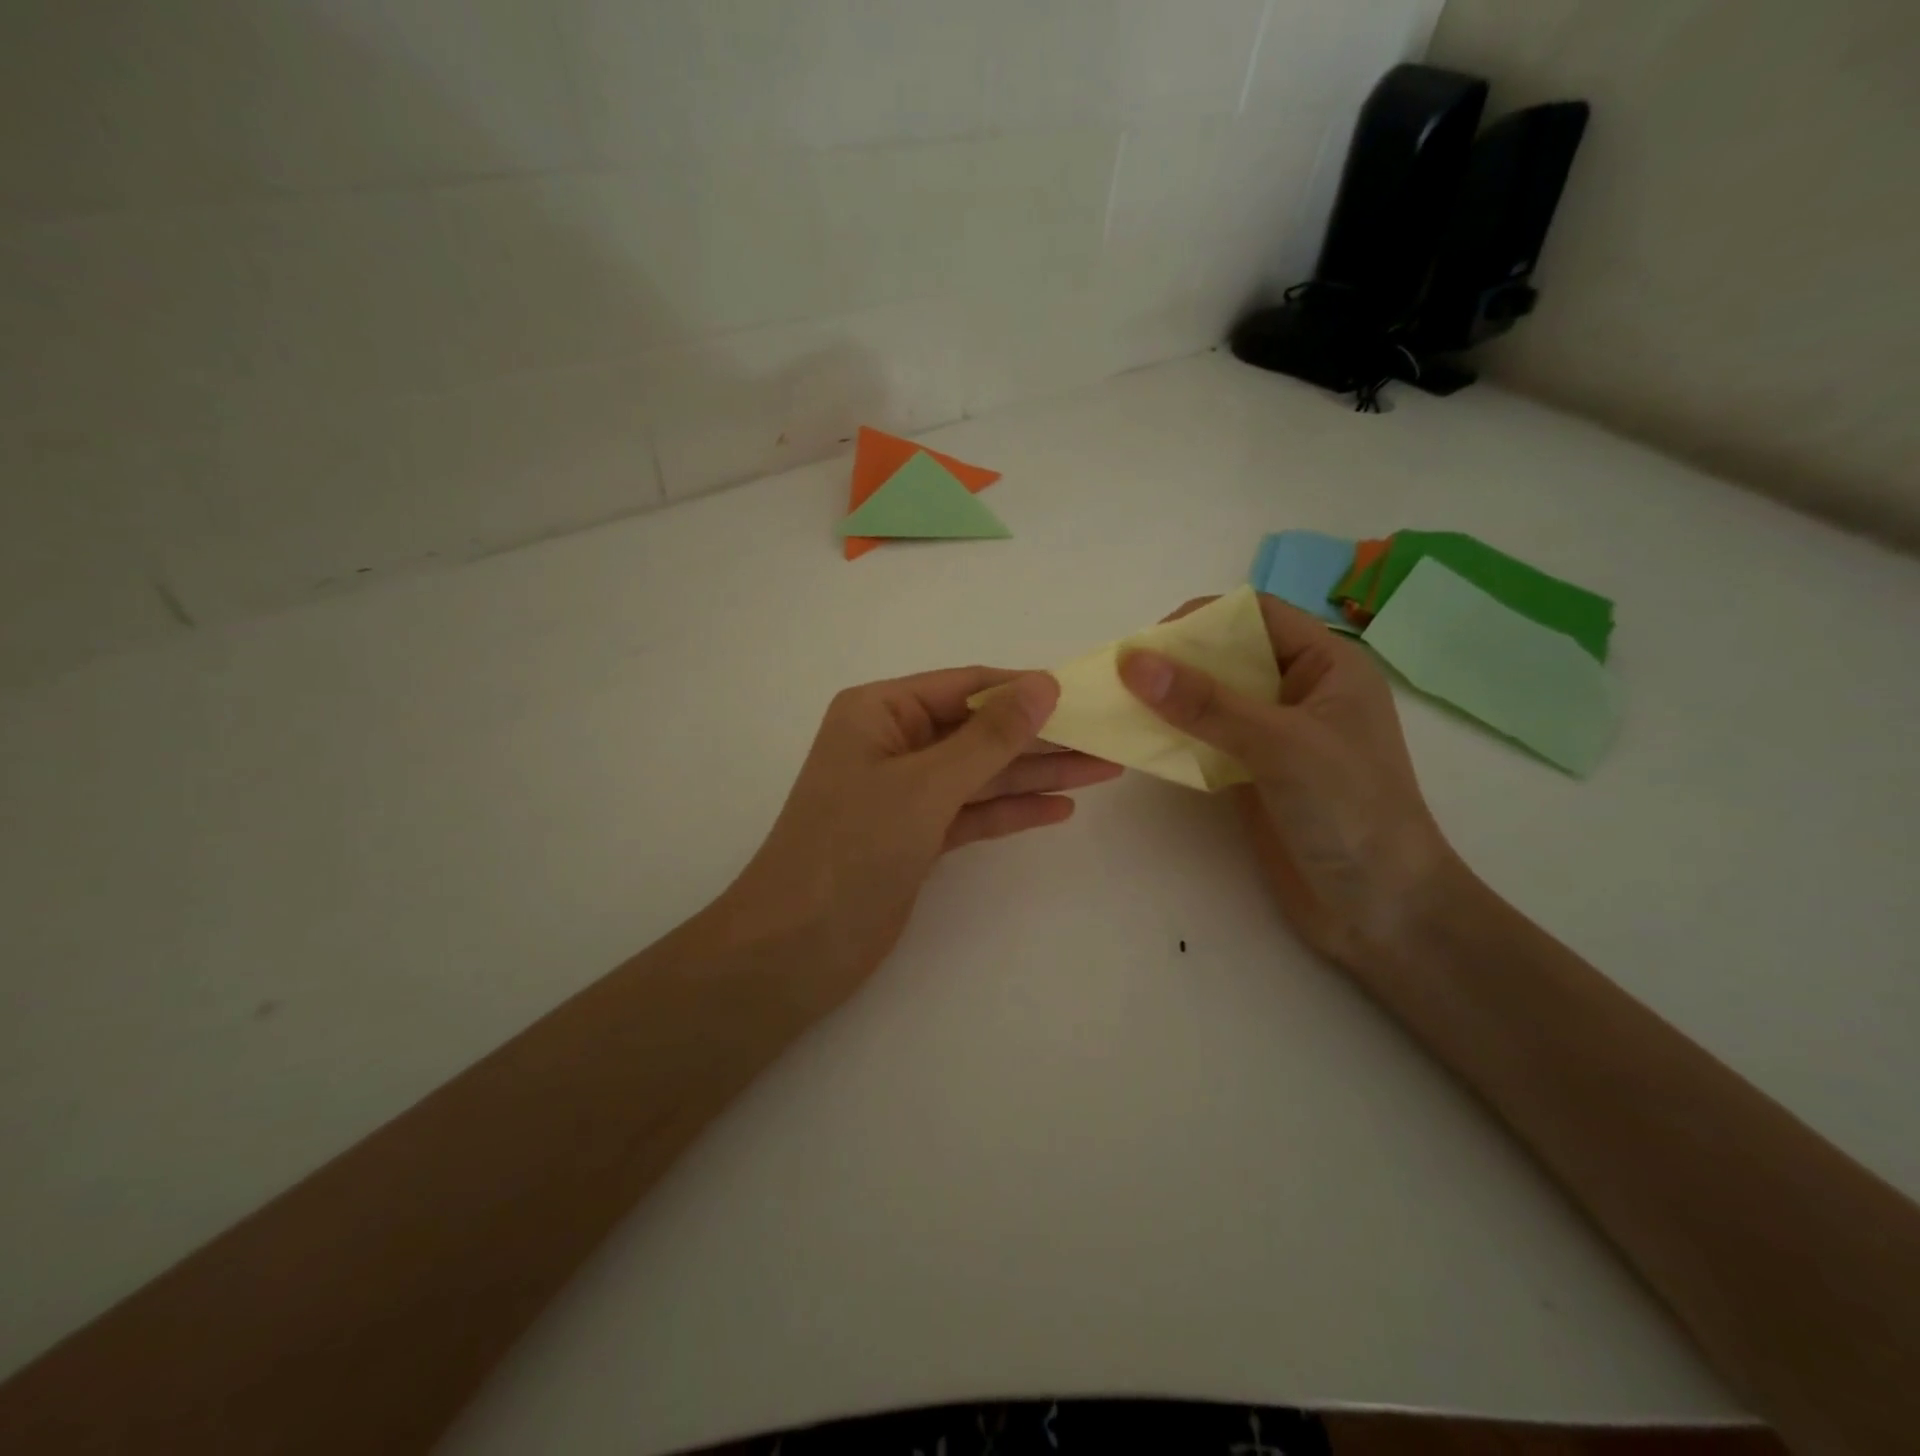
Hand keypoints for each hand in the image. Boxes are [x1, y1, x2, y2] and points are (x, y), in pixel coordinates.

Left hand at [723, 668, 1122, 1011]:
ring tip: (1103, 768)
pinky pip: (973, 813)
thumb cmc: (853, 848)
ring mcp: (905, 794)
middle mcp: (892, 744)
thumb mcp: (926, 785)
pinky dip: (1012, 811)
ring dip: (1037, 773)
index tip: (1082, 692)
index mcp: (880, 712)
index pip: (965, 686)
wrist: (796, 948)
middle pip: (978, 732)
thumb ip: (989, 737)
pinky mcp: (915, 837)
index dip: (1023, 689)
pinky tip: (1060, 808)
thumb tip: (1044, 683)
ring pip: (981, 774)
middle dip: (1040, 736)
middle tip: (1107, 737)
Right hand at [1118, 595, 1453, 968]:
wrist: (1384, 909)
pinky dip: (1176, 737)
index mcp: (1328, 665)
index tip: (1148, 645)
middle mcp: (1300, 692)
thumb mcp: (1280, 745)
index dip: (1202, 620)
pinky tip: (1144, 743)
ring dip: (1171, 700)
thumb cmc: (1350, 811)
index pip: (1257, 616)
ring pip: (1214, 699)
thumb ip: (1206, 703)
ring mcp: (1277, 736)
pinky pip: (1208, 740)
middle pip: (1229, 655)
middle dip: (1178, 661)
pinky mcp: (1255, 774)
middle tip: (1126, 679)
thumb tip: (1132, 660)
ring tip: (1123, 707)